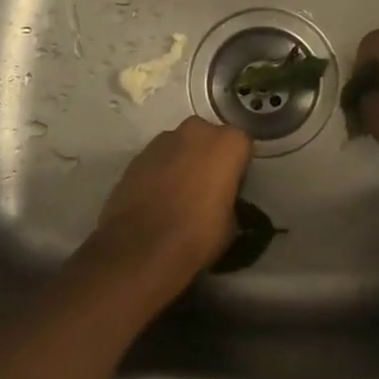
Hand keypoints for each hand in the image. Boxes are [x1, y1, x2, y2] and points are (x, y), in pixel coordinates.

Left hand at [83, 117, 252, 297]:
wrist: (141, 247)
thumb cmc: (198, 234)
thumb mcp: (231, 223)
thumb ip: (229, 200)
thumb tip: (221, 203)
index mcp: (228, 143)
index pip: (242, 145)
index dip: (238, 167)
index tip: (233, 187)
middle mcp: (197, 132)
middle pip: (209, 138)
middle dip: (209, 156)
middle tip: (207, 186)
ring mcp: (163, 140)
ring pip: (180, 145)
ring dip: (182, 161)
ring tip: (179, 193)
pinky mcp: (137, 156)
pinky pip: (157, 159)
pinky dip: (160, 172)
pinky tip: (157, 198)